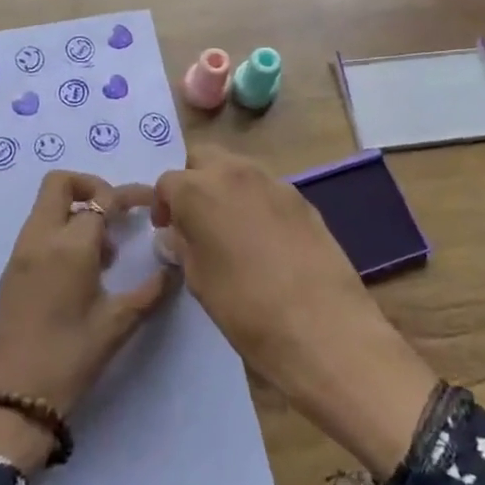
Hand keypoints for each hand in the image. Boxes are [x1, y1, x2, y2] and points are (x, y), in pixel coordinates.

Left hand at [0, 170, 176, 473]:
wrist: (12, 397)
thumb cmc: (69, 358)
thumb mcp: (117, 325)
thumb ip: (149, 291)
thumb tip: (172, 267)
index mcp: (68, 246)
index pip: (101, 200)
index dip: (129, 197)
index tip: (151, 203)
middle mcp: (40, 238)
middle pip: (60, 184)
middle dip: (93, 186)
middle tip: (118, 214)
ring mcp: (21, 252)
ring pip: (47, 206)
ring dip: (78, 211)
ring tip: (106, 253)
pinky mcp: (12, 270)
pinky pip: (39, 230)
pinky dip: (62, 230)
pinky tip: (84, 269)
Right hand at [152, 147, 437, 475]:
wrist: (321, 326)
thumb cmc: (244, 307)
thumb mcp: (199, 280)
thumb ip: (183, 246)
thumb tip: (175, 235)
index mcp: (199, 190)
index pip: (168, 181)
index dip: (163, 204)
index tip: (167, 229)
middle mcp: (235, 173)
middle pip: (205, 158)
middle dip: (194, 180)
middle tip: (194, 218)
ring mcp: (274, 183)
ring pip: (239, 170)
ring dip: (227, 189)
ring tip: (230, 229)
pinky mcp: (304, 200)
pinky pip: (268, 190)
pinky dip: (257, 203)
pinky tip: (265, 241)